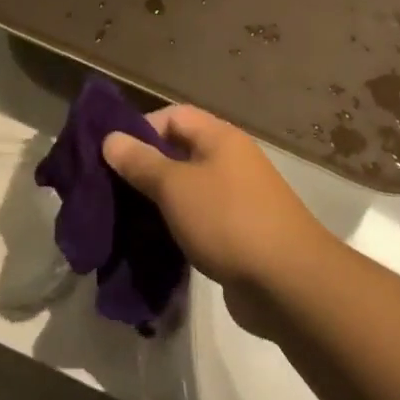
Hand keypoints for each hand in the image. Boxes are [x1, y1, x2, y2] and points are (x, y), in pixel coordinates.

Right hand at [102, 107, 330, 289]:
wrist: (289, 284)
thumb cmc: (228, 221)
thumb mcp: (174, 186)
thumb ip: (140, 162)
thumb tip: (110, 138)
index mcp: (220, 138)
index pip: (173, 116)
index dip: (140, 128)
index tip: (112, 155)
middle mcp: (231, 161)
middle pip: (179, 151)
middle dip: (145, 166)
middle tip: (111, 187)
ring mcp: (237, 198)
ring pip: (187, 187)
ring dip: (158, 199)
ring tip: (125, 215)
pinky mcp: (238, 232)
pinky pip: (199, 217)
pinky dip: (176, 224)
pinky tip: (153, 239)